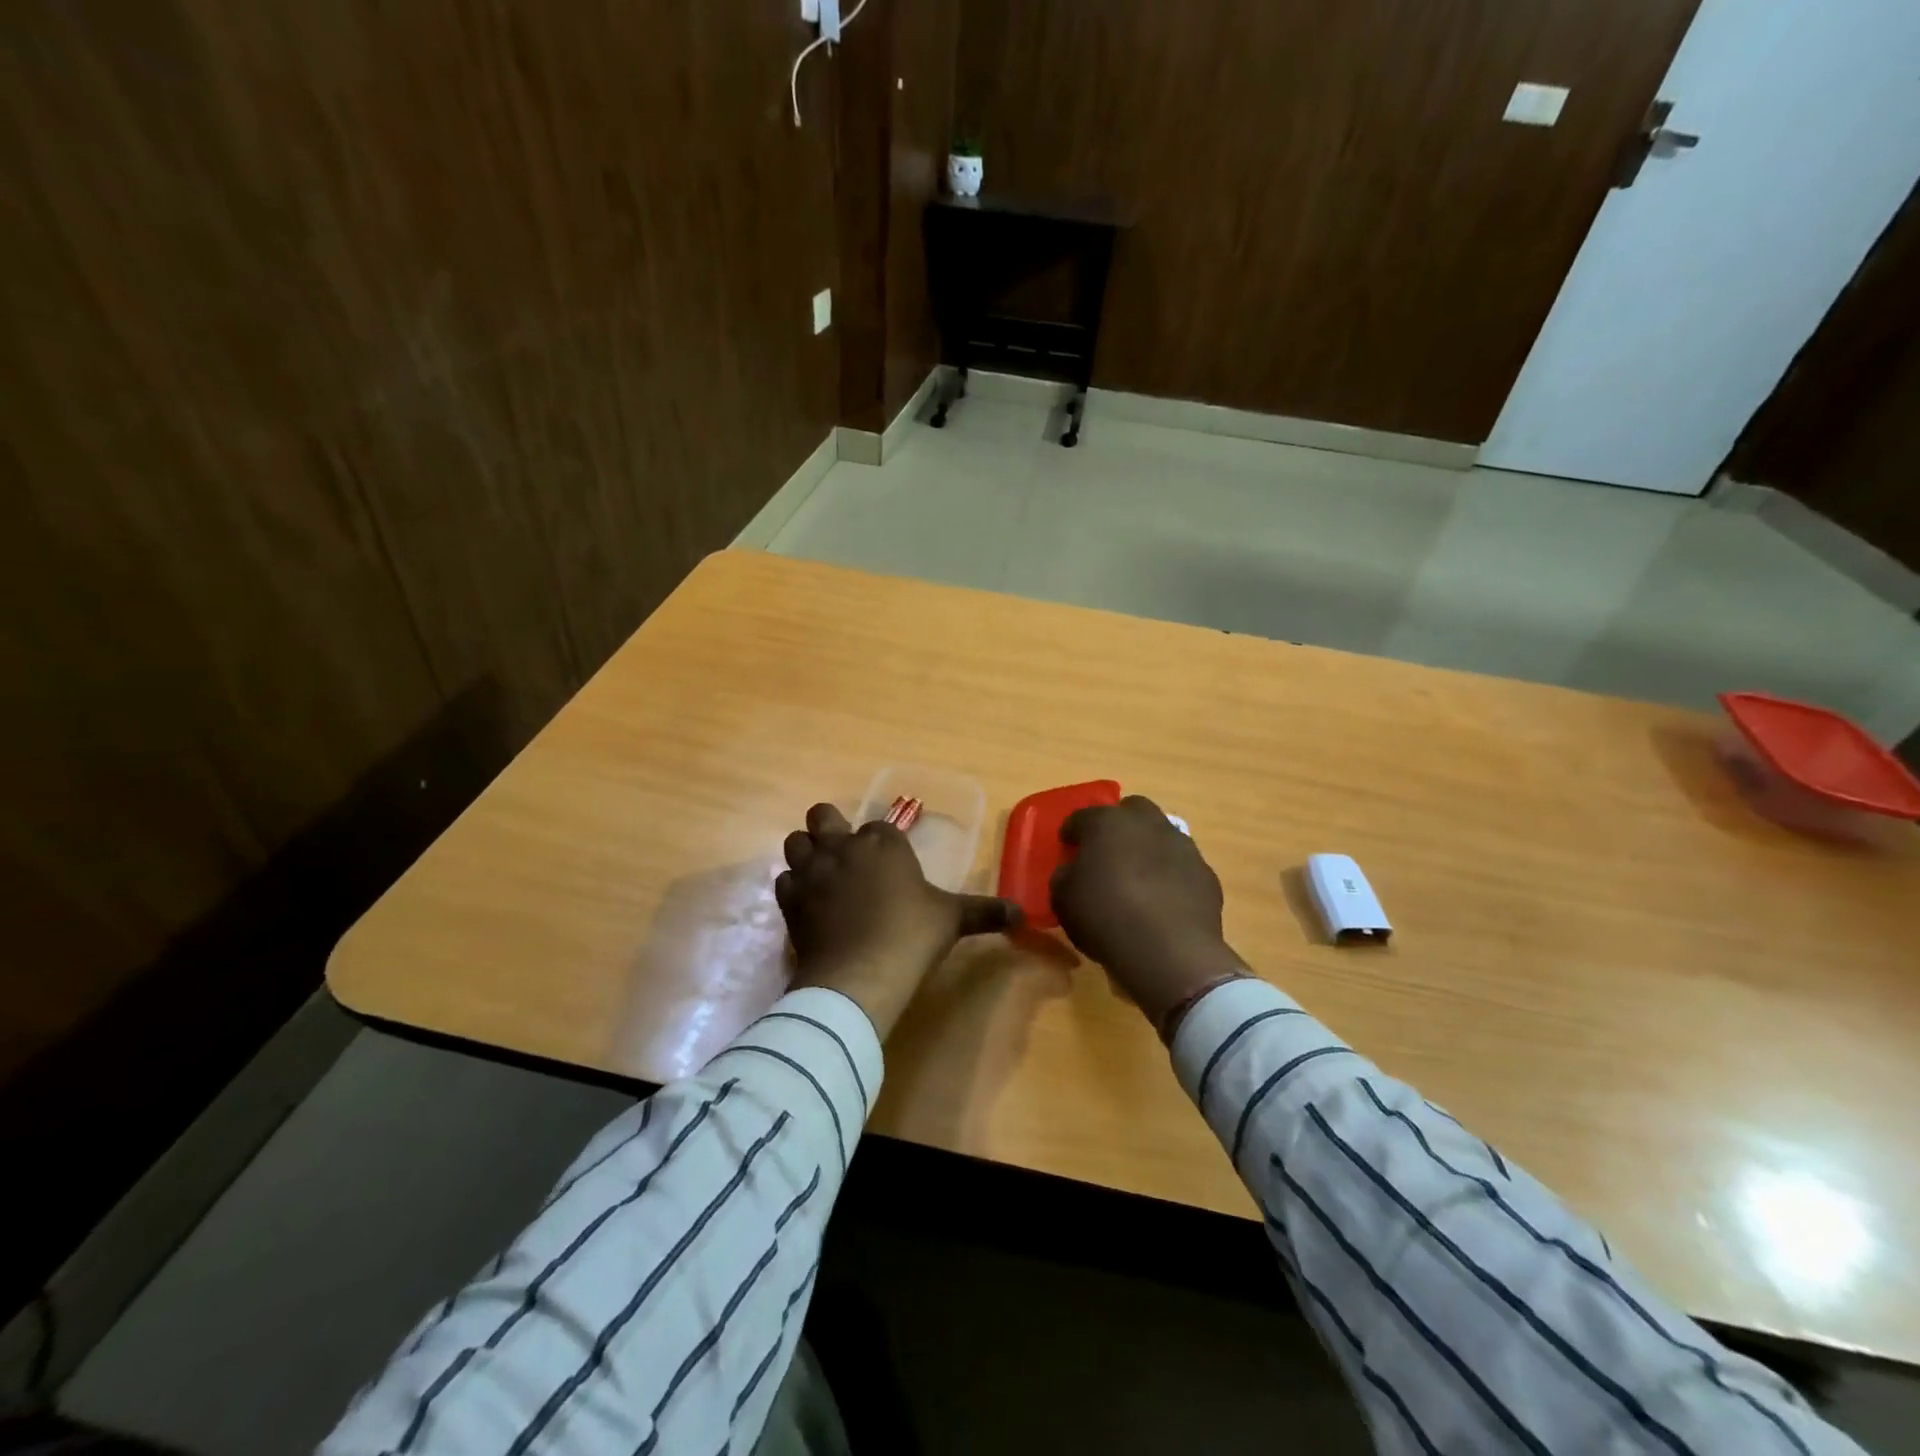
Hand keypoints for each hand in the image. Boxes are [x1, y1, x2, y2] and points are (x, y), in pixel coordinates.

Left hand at [775, 803, 1020, 1037]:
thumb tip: (1024, 914)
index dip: (882, 843)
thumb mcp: (952, 920)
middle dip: (831, 827)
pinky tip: (807, 904)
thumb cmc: (911, 936)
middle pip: (823, 815)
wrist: (860, 973)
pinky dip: (793, 886)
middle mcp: (843, 846)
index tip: (891, 866)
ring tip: (822, 875)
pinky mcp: (790, 898)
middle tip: (845, 855)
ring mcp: (812, 870)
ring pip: (796, 841)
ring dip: (806, 852)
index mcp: (883, 842)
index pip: (878, 827)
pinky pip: (783, 879)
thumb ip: (985, 911)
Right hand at [1050, 795, 1247, 1031]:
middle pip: (1131, 810)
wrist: (1168, 951)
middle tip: (1107, 852)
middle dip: (1118, 825)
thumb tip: (1073, 871)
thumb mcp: (1063, 899)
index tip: (1067, 848)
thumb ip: (1065, 876)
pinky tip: (1163, 901)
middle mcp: (1147, 823)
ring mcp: (1182, 845)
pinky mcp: (1205, 873)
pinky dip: (1171, 875)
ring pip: (1161, 835)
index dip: (1072, 832)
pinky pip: (1181, 866)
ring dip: (1148, 848)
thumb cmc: (1105, 917)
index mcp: (1106, 823)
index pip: (1082, 817)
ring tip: (1138, 878)